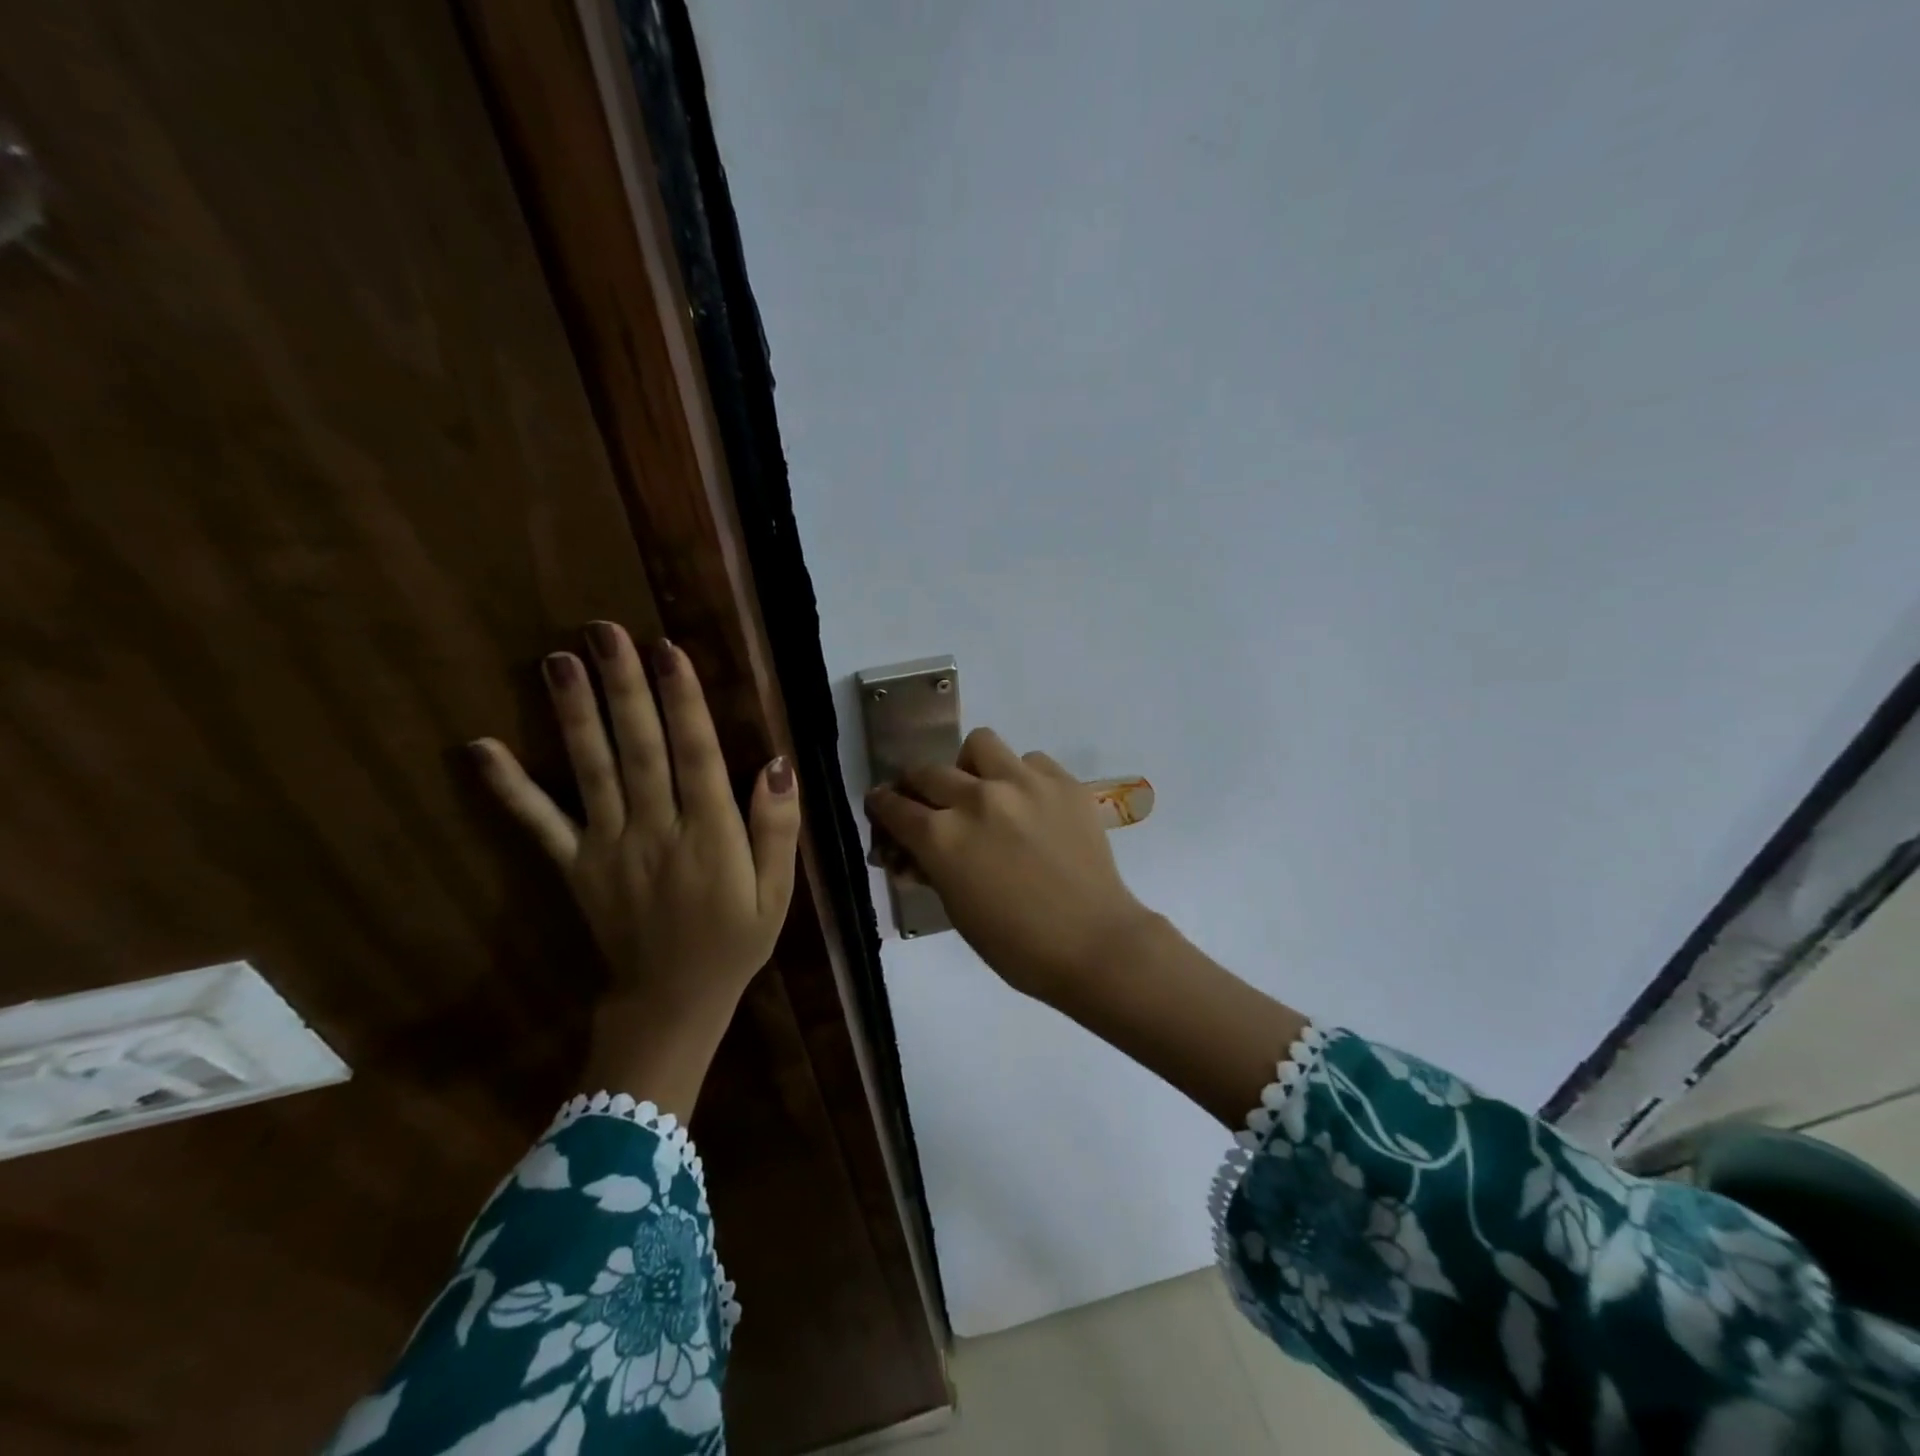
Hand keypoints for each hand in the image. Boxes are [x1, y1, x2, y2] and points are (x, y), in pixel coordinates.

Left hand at [470, 622, 800, 1115]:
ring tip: (557, 661)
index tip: (668, 650)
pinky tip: (480, 748)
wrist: (671, 1004)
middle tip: (604, 632)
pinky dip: (509, 787)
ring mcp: (608, 848)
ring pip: (592, 772)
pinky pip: (540, 824)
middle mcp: (655, 833)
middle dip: (624, 688)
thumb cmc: (734, 943)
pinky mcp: (576, 866)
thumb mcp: (777, 893)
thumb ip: (776, 828)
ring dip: (574, 715)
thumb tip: (777, 764)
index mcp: (710, 837)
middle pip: (640, 750)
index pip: (697, 756)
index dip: (683, 701)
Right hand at [864, 728, 1152, 998]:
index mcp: (943, 837)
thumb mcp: (957, 909)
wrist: (1093, 943)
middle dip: (918, 785)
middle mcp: (977, 798)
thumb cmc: (1016, 945)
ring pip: (980, 744)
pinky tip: (1030, 804)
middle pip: (929, 771)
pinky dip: (1020, 776)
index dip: (882, 804)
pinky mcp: (1062, 782)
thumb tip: (913, 851)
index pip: (896, 807)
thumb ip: (932, 868)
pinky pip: (1029, 760)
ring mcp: (1023, 784)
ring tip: (983, 789)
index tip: (882, 803)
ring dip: (971, 766)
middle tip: (928, 800)